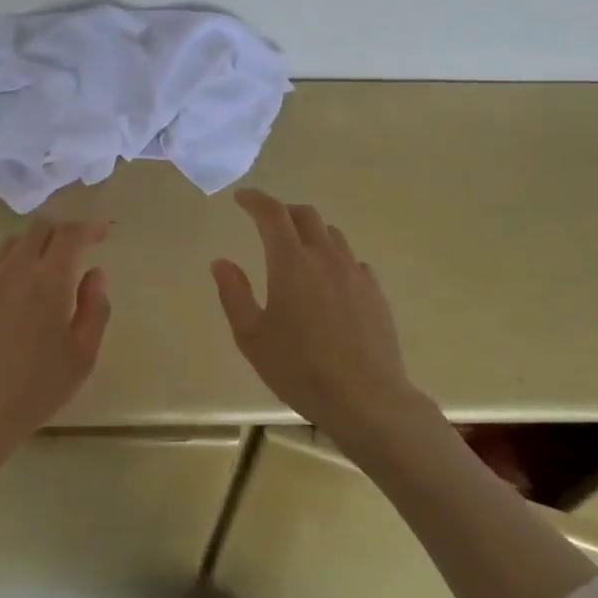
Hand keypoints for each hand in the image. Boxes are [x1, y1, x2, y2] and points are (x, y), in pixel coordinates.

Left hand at [0, 220, 111, 461]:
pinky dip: (7, 268)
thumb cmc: (34, 389)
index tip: (100, 234)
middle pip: (39, 229)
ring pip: (11, 244)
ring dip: (33, 248)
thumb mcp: (82, 356)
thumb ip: (95, 308)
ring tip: (42, 273)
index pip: (71, 234)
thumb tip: (94, 274)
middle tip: (74, 252)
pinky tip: (9, 296)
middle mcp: (15, 268)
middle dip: (61, 232)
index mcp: (50, 278)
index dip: (88, 228)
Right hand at [211, 190, 425, 442]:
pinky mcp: (375, 293)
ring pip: (332, 235)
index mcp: (291, 262)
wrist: (367, 399)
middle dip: (283, 211)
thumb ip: (234, 294)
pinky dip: (334, 258)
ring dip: (311, 232)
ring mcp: (355, 274)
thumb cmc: (300, 369)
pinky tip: (329, 281)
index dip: (255, 200)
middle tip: (267, 221)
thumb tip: (222, 262)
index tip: (242, 198)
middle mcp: (325, 257)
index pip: (272, 213)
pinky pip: (352, 261)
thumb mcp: (252, 337)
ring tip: (298, 249)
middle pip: (306, 215)